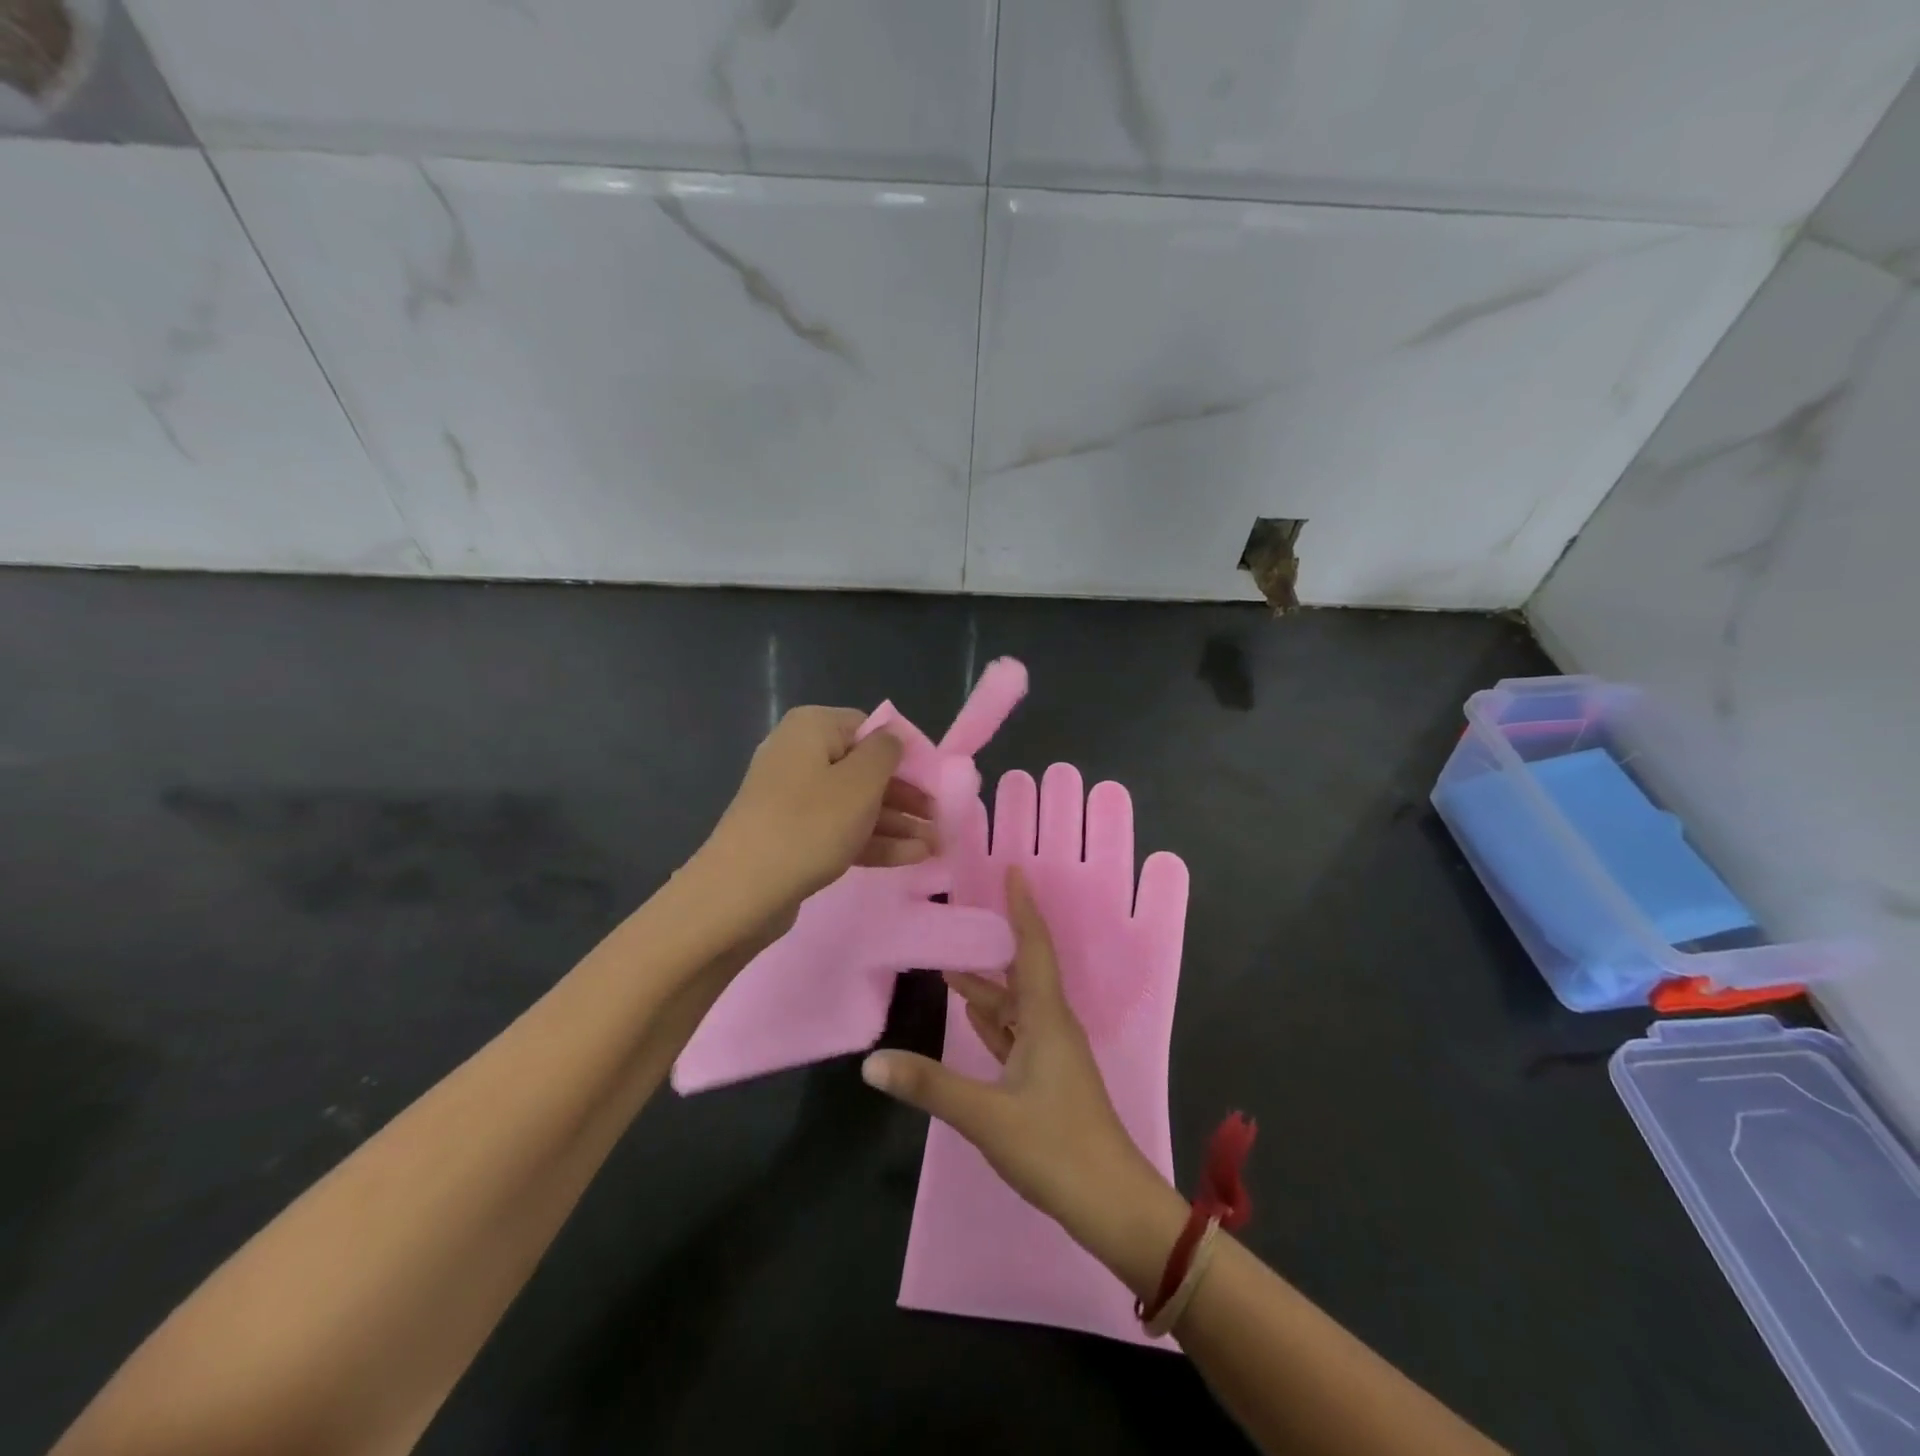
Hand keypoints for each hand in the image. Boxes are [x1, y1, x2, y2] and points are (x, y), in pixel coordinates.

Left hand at [698, 707, 935, 924]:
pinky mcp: (793, 835)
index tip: (934, 781)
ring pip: (856, 804)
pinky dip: (875, 840)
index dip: (905, 754)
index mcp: (812, 728)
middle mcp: (800, 755)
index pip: (869, 728)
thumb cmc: (809, 824)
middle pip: (865, 769)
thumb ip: (886, 752)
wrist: (741, 891)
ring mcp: (794, 799)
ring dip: (897, 823)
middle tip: (940, 818)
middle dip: (906, 796)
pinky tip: (913, 857)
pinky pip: (840, 829)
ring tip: (936, 846)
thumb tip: (893, 737)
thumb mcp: (860, 781)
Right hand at [862, 867, 1168, 1247]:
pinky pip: (1018, 1033)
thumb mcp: (987, 1116)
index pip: (1034, 947)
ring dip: (988, 985)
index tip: (1013, 870)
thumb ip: (930, 1085)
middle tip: (963, 914)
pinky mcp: (1048, 1080)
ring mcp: (1053, 1055)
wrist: (1113, 1206)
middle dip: (997, 940)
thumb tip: (871, 1062)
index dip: (1023, 908)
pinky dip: (994, 1019)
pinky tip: (973, 1014)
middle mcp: (1053, 1027)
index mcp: (1047, 1019)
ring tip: (950, 966)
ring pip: (1017, 1005)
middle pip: (1024, 971)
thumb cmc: (1056, 1149)